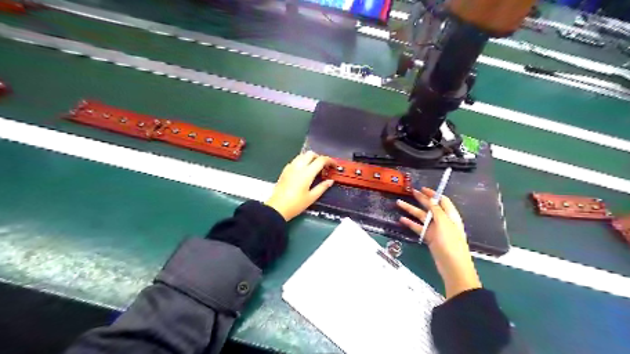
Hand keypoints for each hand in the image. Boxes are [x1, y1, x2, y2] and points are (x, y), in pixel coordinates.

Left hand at [266, 152, 333, 220]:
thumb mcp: (312, 197)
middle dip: (319, 158)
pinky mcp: (285, 170)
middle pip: (311, 154)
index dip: (330, 161)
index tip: (334, 166)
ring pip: (302, 155)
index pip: (321, 160)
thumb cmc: (296, 204)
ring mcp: (290, 167)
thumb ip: (322, 187)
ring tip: (314, 168)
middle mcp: (298, 167)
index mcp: (307, 173)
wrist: (277, 208)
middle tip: (324, 167)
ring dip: (310, 158)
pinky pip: (295, 160)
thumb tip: (330, 181)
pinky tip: (304, 171)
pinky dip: (302, 161)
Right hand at [395, 189, 463, 247]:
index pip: (441, 200)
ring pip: (421, 217)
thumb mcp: (444, 223)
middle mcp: (443, 220)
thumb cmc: (450, 242)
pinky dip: (410, 223)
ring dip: (411, 210)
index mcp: (450, 215)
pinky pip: (418, 228)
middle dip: (420, 199)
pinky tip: (401, 219)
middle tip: (410, 192)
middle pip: (430, 207)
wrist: (452, 265)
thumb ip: (436, 210)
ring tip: (399, 203)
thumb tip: (430, 199)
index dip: (432, 194)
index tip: (422, 188)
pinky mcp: (429, 238)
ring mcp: (435, 230)